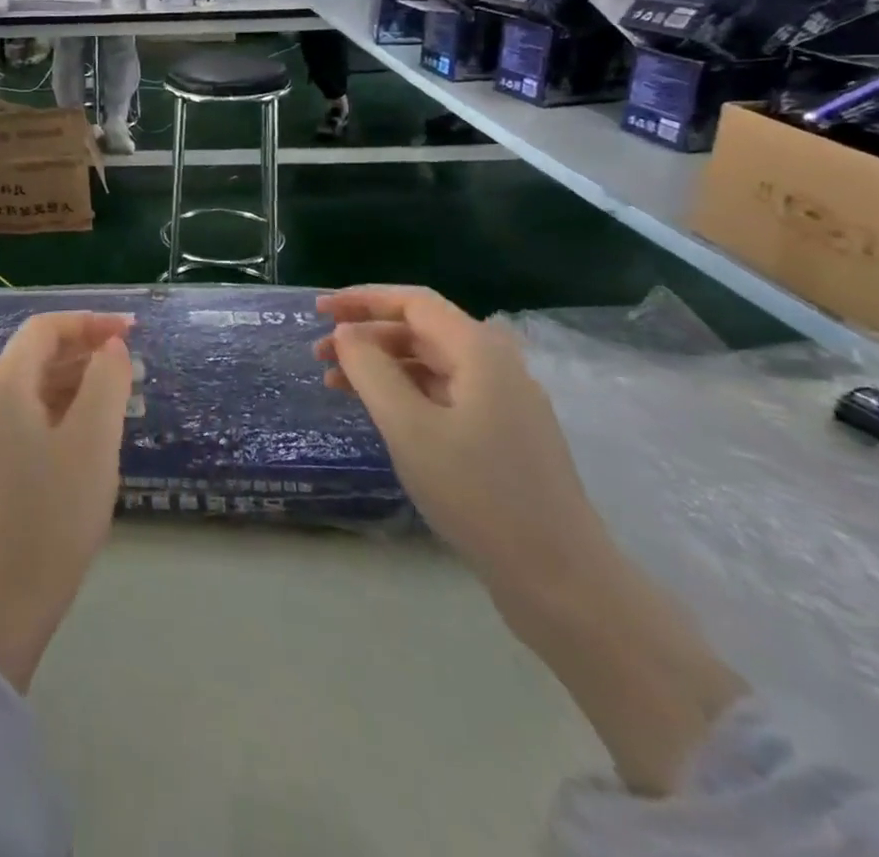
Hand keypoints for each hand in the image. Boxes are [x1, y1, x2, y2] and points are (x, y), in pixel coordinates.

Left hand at [0, 312, 133, 692]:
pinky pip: (26, 417)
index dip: (88, 323)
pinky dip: (60, 411)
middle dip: (84, 351)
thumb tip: (109, 346)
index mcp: (4, 385)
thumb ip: (105, 381)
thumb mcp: (93, 441)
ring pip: (32, 388)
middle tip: (131, 365)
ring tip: (119, 397)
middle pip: (35, 355)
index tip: (131, 332)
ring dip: (74, 382)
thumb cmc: (54, 512)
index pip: (44, 329)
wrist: (3, 596)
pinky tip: (90, 434)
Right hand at [315, 286, 615, 609]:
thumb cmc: (478, 493)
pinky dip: (403, 392)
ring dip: (380, 365)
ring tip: (336, 385)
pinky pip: (442, 393)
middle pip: (421, 330)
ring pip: (430, 364)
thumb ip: (370, 370)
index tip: (319, 312)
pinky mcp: (502, 436)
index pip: (413, 302)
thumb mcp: (408, 426)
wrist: (560, 579)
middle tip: (318, 356)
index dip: (363, 299)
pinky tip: (378, 413)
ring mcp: (503, 404)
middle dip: (366, 335)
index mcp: (480, 353)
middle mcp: (496, 367)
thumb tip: (346, 333)